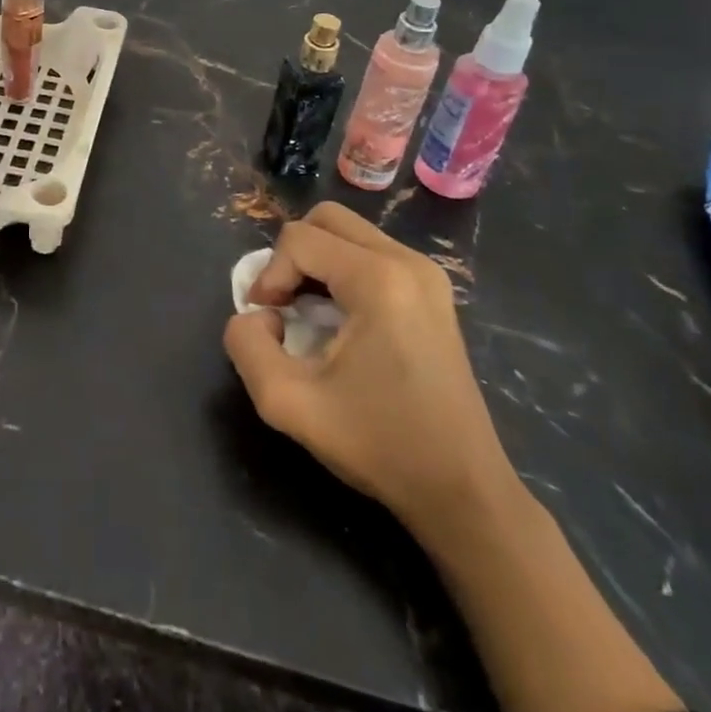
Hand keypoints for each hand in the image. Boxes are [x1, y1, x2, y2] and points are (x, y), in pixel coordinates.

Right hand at [223, 202, 516, 540]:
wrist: (464, 491)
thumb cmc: (379, 444)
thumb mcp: (287, 402)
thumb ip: (246, 345)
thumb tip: (258, 317)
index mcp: (379, 279)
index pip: (299, 239)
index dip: (269, 274)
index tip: (269, 324)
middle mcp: (408, 262)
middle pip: (326, 219)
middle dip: (291, 256)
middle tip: (283, 304)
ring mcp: (427, 275)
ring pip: (349, 233)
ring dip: (315, 263)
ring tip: (307, 314)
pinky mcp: (434, 292)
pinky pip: (371, 254)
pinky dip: (341, 272)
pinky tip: (339, 321)